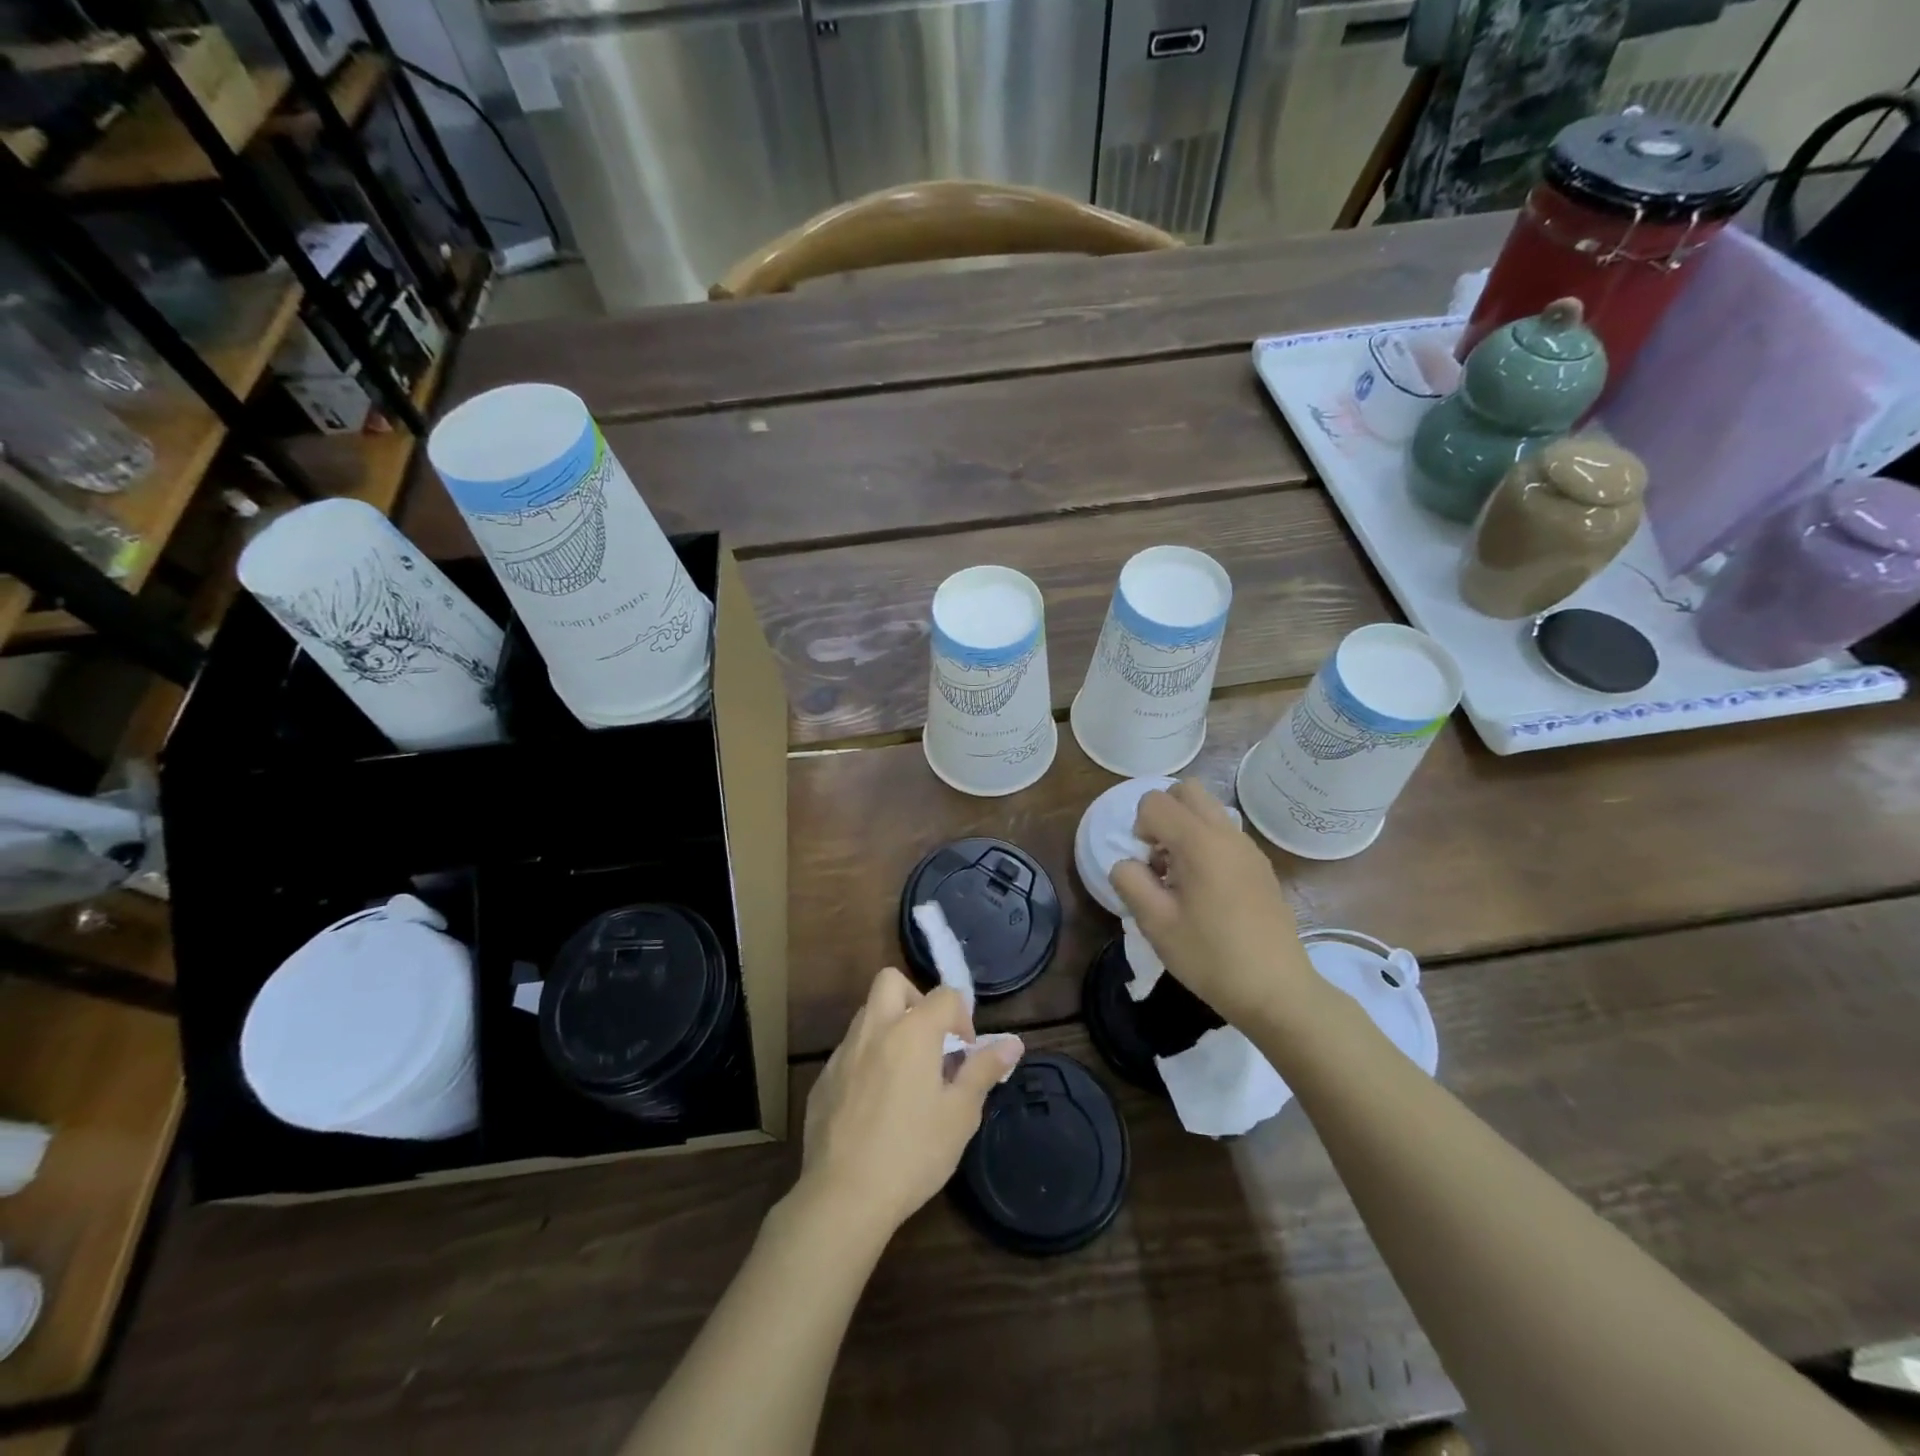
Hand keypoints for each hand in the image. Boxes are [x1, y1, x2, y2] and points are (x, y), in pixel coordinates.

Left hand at [798, 967, 1023, 1239]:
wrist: (843, 1196)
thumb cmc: (913, 1153)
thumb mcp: (960, 1114)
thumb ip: (984, 1070)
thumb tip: (1013, 1043)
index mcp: (912, 1032)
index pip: (944, 994)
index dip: (962, 1016)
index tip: (966, 1052)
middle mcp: (874, 1030)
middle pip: (891, 981)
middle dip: (915, 999)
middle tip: (930, 1041)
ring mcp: (843, 1053)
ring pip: (867, 1015)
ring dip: (890, 1027)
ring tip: (906, 1074)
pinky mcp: (822, 1079)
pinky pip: (849, 1051)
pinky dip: (867, 1060)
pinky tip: (875, 1104)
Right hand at [1109, 780, 1314, 1029]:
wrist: (1277, 991)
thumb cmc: (1211, 957)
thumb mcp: (1155, 924)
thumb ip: (1130, 881)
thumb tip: (1127, 863)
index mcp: (1199, 842)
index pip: (1154, 802)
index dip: (1139, 828)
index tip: (1147, 867)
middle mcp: (1227, 833)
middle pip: (1186, 791)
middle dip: (1163, 815)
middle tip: (1160, 859)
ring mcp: (1249, 848)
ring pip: (1208, 810)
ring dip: (1185, 830)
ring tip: (1182, 878)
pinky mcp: (1261, 866)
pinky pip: (1225, 834)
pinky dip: (1206, 845)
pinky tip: (1207, 892)